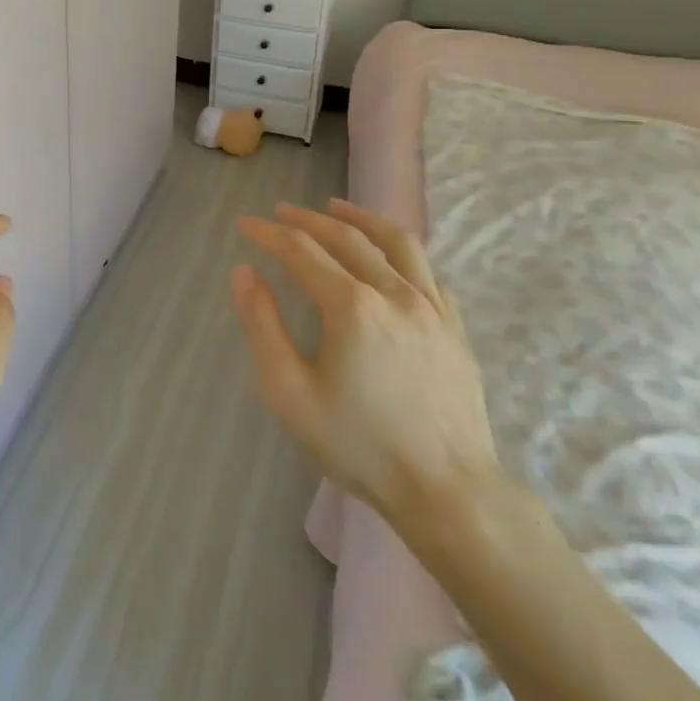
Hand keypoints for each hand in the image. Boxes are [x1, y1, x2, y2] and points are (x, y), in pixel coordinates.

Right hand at [230, 199, 501, 547]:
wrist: (449, 493)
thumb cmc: (360, 445)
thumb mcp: (289, 391)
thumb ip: (262, 325)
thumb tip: (244, 273)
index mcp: (352, 305)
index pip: (301, 250)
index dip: (269, 232)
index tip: (245, 223)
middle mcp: (394, 292)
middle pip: (347, 237)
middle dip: (308, 218)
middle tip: (282, 210)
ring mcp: (432, 307)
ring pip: (396, 242)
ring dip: (361, 218)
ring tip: (337, 207)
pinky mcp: (455, 327)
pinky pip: (427, 270)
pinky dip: (399, 251)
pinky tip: (389, 256)